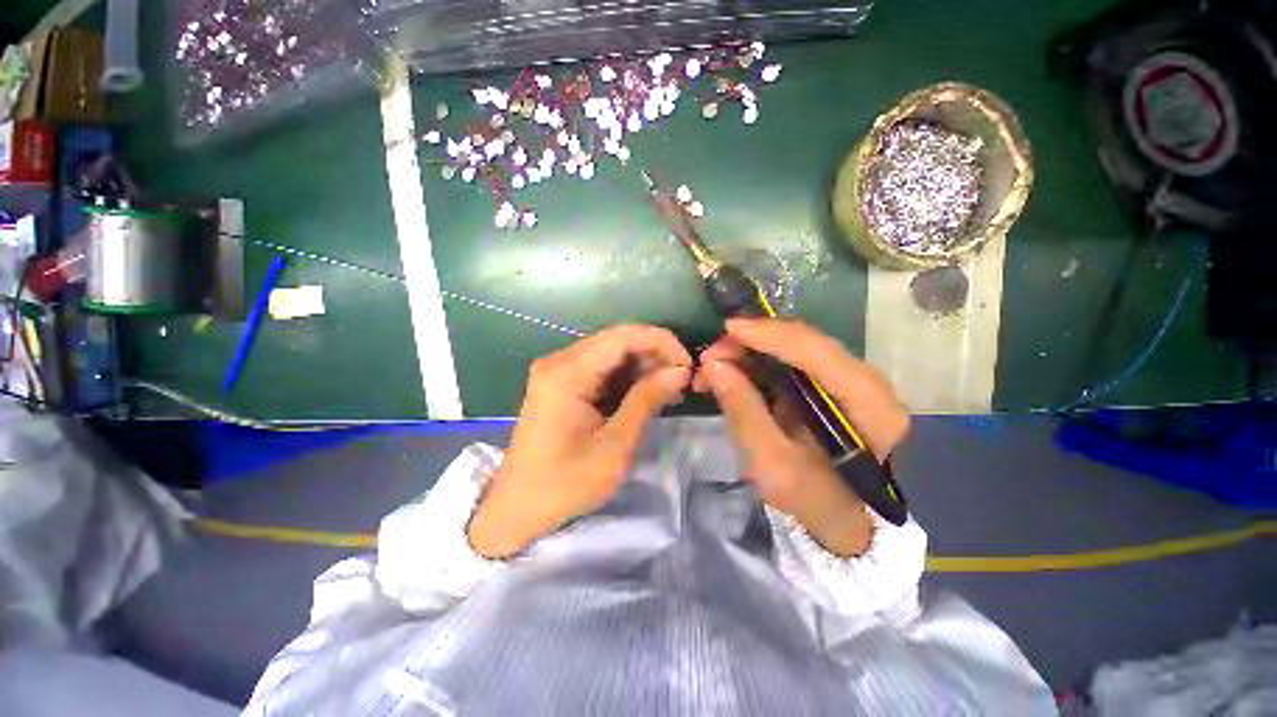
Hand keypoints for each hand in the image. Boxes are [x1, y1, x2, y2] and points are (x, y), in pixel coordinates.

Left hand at [468, 325, 691, 557]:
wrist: (518, 508)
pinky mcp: (562, 384)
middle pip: (618, 341)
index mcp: (567, 372)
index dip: (661, 342)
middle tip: (683, 382)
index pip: (623, 336)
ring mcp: (559, 371)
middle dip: (655, 356)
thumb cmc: (566, 483)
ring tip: (671, 391)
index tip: (689, 366)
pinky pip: (602, 369)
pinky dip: (628, 379)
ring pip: (613, 354)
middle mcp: (560, 361)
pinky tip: (648, 395)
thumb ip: (647, 400)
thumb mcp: (615, 444)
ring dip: (644, 367)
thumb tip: (681, 371)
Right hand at [695, 318, 909, 555]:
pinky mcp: (830, 385)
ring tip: (714, 366)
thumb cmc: (815, 501)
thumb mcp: (772, 464)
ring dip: (750, 351)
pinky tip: (733, 372)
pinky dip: (758, 362)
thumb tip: (712, 366)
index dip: (767, 334)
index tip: (725, 329)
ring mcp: (848, 380)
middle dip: (751, 342)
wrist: (847, 520)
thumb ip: (743, 411)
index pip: (814, 350)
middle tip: (709, 358)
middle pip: (803, 341)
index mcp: (866, 402)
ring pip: (794, 347)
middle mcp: (864, 380)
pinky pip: (791, 361)